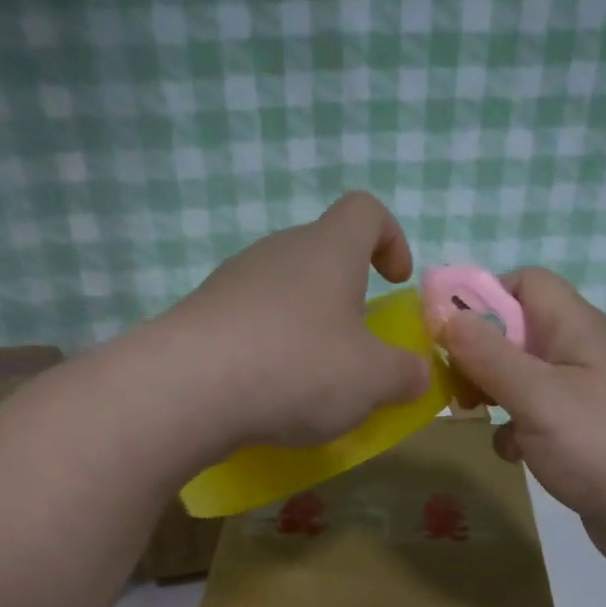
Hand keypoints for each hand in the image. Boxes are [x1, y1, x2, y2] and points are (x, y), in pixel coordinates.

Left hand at [152, 192, 429, 455]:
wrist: (189, 388)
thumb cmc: (298, 368)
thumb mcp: (372, 380)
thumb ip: (404, 374)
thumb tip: (416, 374)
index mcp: (328, 250)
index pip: (365, 211)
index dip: (390, 239)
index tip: (395, 281)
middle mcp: (277, 252)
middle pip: (320, 255)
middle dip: (345, 297)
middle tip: (356, 349)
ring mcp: (232, 282)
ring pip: (282, 294)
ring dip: (304, 328)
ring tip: (311, 383)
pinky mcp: (201, 318)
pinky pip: (248, 325)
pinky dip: (267, 352)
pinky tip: (267, 395)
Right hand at [436, 268, 605, 573]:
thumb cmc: (597, 443)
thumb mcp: (535, 395)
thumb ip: (487, 354)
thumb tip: (443, 314)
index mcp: (575, 327)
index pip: (526, 283)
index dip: (483, 298)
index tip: (447, 333)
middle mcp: (580, 353)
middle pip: (518, 331)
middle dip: (480, 354)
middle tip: (456, 385)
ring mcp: (582, 395)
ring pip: (522, 378)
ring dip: (494, 394)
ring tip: (475, 416)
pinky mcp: (581, 433)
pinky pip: (536, 417)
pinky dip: (516, 431)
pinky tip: (513, 454)